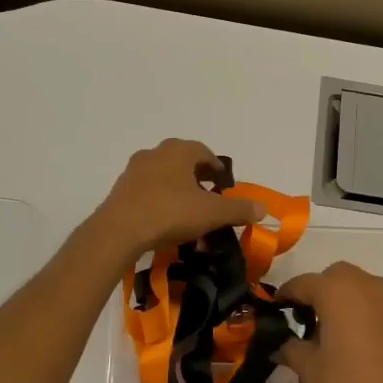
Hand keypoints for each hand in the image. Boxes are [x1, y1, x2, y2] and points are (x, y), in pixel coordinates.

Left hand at [88, 139, 265, 261]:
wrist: (119, 231)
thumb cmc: (170, 213)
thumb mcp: (211, 214)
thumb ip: (238, 210)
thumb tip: (263, 209)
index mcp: (179, 151)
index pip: (204, 152)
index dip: (217, 168)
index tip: (224, 184)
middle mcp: (155, 153)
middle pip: (182, 160)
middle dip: (196, 174)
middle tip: (208, 193)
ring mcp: (134, 170)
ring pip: (162, 173)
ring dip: (176, 185)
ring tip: (186, 207)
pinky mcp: (120, 189)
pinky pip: (146, 189)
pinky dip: (158, 197)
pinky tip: (163, 217)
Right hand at [274, 262, 382, 382]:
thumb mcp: (310, 368)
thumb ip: (290, 348)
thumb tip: (278, 344)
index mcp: (336, 289)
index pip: (301, 284)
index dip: (284, 297)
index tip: (272, 313)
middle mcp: (362, 284)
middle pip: (331, 277)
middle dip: (314, 292)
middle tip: (300, 320)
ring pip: (353, 287)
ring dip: (336, 299)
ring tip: (322, 332)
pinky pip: (369, 302)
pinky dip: (355, 310)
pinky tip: (345, 341)